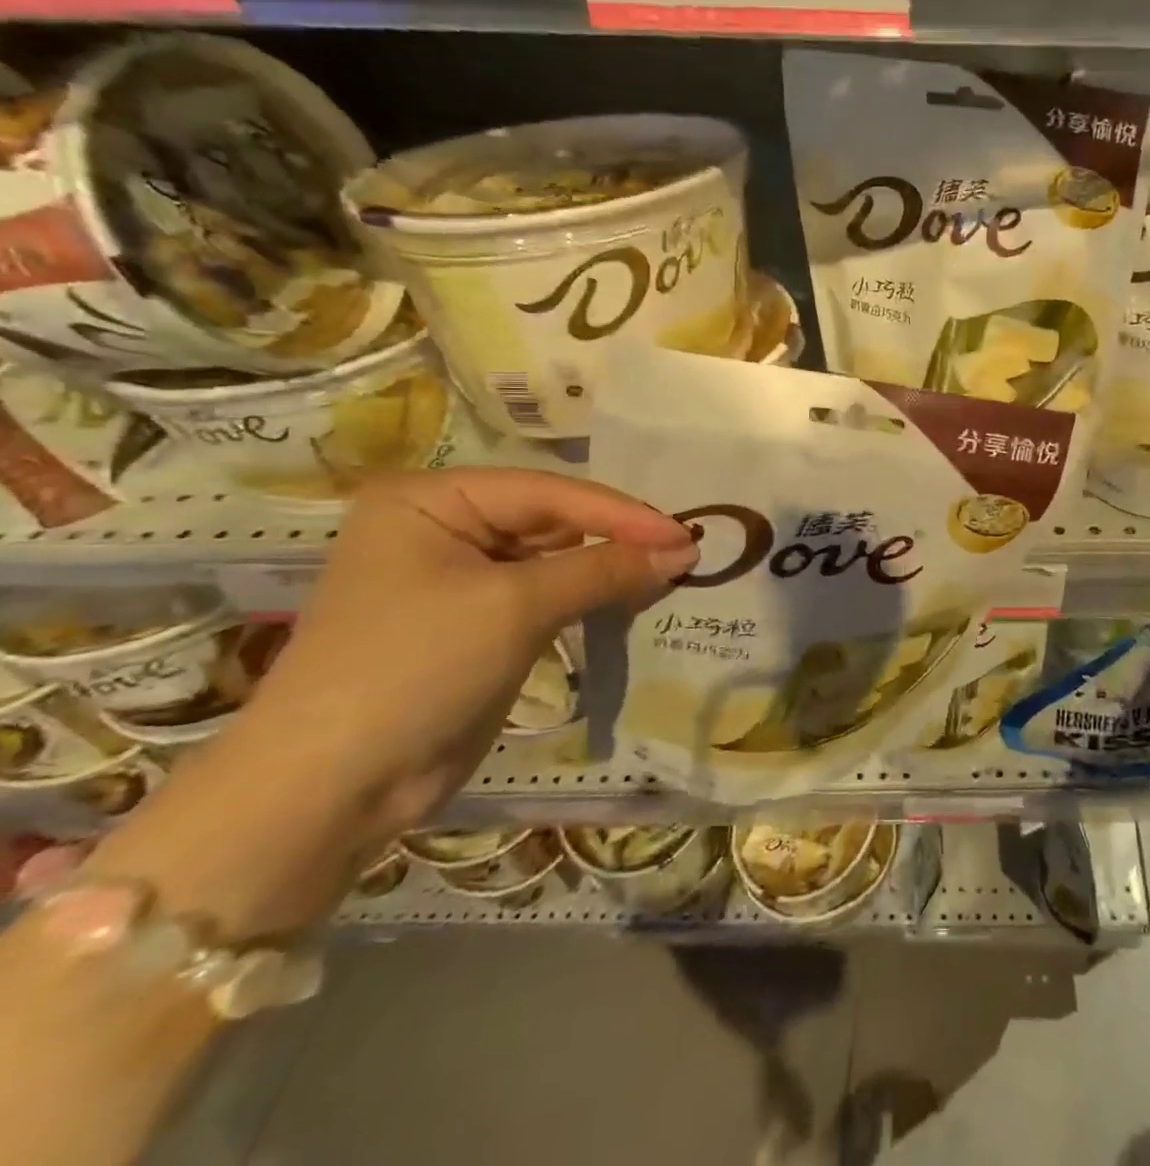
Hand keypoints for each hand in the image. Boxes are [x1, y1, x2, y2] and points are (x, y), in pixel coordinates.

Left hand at [237, 467, 696, 837]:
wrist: (329, 790)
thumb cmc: (414, 669)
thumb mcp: (516, 607)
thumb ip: (605, 569)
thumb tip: (685, 550)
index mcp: (432, 498)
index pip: (549, 493)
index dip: (622, 514)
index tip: (686, 536)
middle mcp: (444, 526)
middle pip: (554, 521)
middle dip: (617, 539)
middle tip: (685, 554)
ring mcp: (460, 576)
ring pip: (556, 558)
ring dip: (609, 568)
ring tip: (670, 574)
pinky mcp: (477, 622)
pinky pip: (547, 595)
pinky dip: (589, 597)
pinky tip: (632, 598)